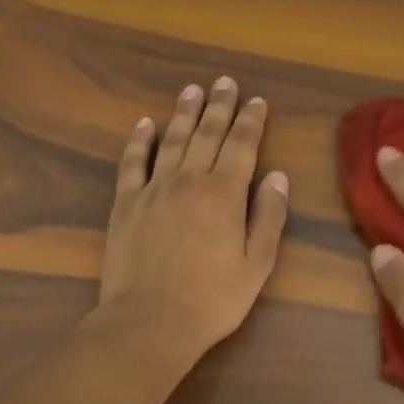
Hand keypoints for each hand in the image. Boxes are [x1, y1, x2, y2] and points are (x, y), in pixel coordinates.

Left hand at [96, 77, 289, 369]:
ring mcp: (153, 189)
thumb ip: (269, 217)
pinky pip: (132, 163)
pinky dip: (139, 141)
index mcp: (225, 193)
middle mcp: (189, 180)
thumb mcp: (257, 264)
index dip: (251, 121)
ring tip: (192, 91)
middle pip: (207, 134)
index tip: (256, 101)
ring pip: (171, 140)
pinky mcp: (125, 203)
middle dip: (219, 106)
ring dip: (184, 113)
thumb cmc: (212, 299)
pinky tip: (144, 124)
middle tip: (225, 82)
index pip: (242, 145)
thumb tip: (278, 177)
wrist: (150, 322)